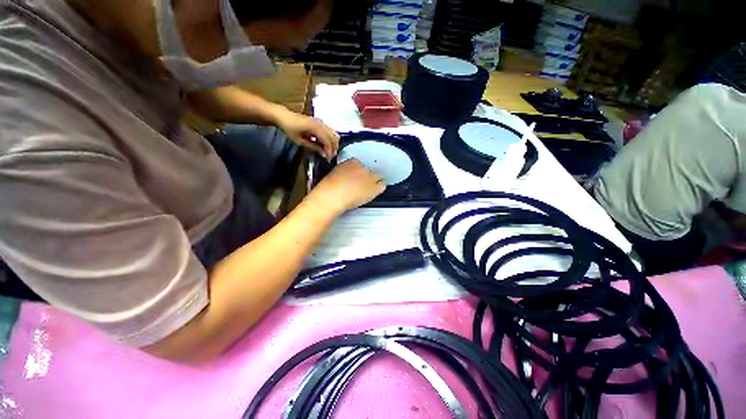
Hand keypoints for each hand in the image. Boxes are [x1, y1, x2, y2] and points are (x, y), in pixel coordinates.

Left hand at [274, 108, 339, 158]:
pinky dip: (331, 139)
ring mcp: (321, 122)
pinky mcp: (320, 122)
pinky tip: (326, 145)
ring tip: (330, 152)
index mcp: (315, 128)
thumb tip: (324, 154)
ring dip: (334, 143)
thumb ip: (313, 147)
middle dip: (334, 148)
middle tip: (331, 157)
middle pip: (333, 137)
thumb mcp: (300, 141)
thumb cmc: (289, 129)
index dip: (330, 150)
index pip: (328, 140)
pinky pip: (330, 131)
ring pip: (333, 134)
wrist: (283, 116)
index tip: (329, 158)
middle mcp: (321, 124)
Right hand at [308, 159, 385, 213]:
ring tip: (368, 189)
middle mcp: (363, 168)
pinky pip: (382, 186)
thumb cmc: (329, 187)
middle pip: (370, 170)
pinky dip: (380, 188)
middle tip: (361, 185)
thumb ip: (344, 171)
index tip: (356, 178)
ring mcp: (370, 177)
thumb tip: (347, 176)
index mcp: (352, 162)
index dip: (359, 172)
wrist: (333, 196)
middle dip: (367, 177)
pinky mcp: (374, 188)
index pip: (360, 164)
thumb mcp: (335, 173)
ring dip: (374, 182)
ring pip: (378, 177)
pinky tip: (374, 192)